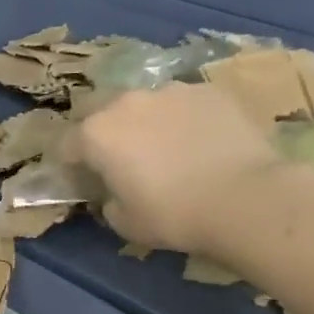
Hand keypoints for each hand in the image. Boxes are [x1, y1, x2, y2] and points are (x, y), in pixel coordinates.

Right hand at [67, 82, 291, 254]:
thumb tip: (114, 193)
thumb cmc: (173, 215)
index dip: (73, 165)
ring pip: (148, 106)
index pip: (67, 146)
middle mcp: (128, 102)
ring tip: (171, 152)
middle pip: (107, 116)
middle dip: (110, 137)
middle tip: (128, 165)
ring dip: (149, 124)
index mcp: (97, 134)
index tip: (86, 182)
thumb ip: (108, 202)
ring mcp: (172, 90)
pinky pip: (186, 105)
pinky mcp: (210, 90)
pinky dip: (186, 120)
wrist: (246, 198)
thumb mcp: (124, 222)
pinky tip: (203, 145)